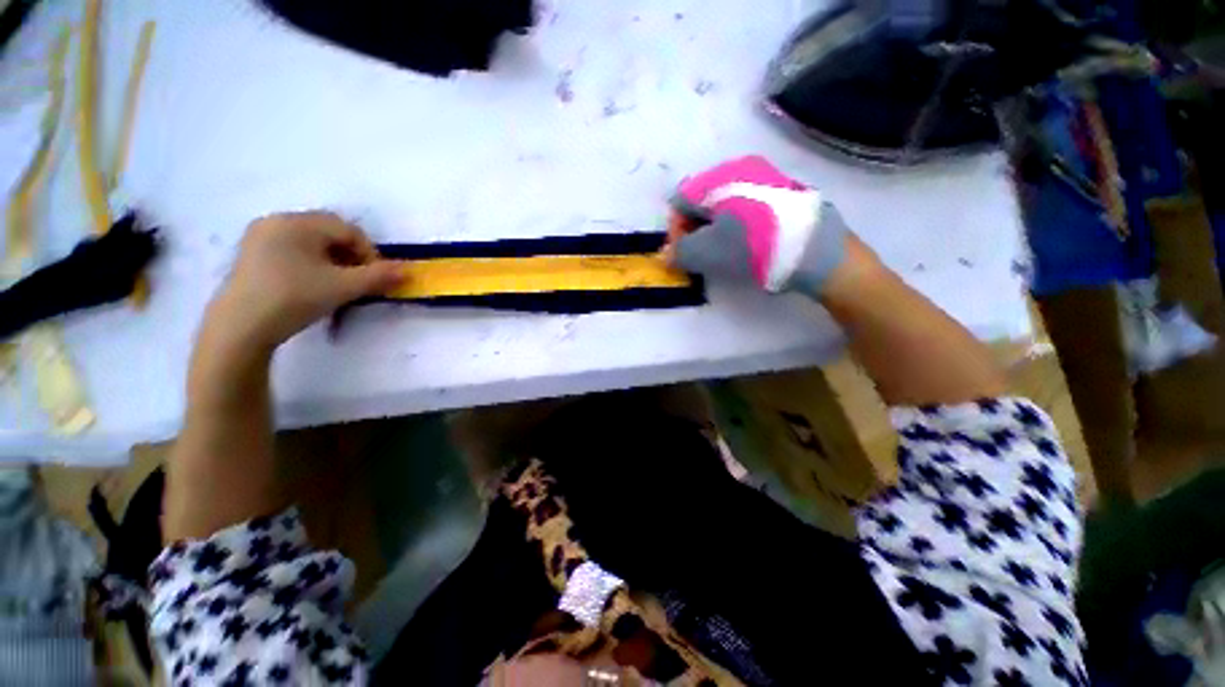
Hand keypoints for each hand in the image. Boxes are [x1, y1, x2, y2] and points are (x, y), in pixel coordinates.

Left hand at [206, 212, 401, 353]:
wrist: (239, 328)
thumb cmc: (293, 298)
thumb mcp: (343, 287)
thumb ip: (379, 276)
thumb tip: (408, 271)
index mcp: (297, 222)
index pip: (348, 230)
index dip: (369, 253)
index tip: (376, 278)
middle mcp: (276, 221)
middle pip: (328, 233)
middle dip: (351, 256)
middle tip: (358, 281)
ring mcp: (259, 237)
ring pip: (310, 242)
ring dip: (333, 261)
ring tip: (337, 285)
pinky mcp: (250, 254)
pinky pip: (292, 250)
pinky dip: (311, 263)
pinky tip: (312, 284)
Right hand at [666, 155, 850, 295]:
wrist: (816, 250)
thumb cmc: (753, 247)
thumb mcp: (708, 252)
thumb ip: (680, 252)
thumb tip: (667, 255)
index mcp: (718, 177)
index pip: (679, 200)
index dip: (675, 230)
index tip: (682, 254)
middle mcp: (740, 168)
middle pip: (701, 199)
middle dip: (693, 229)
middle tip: (699, 254)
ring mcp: (764, 177)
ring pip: (723, 203)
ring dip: (713, 228)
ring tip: (721, 252)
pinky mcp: (781, 192)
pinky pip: (744, 206)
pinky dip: (734, 225)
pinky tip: (744, 243)